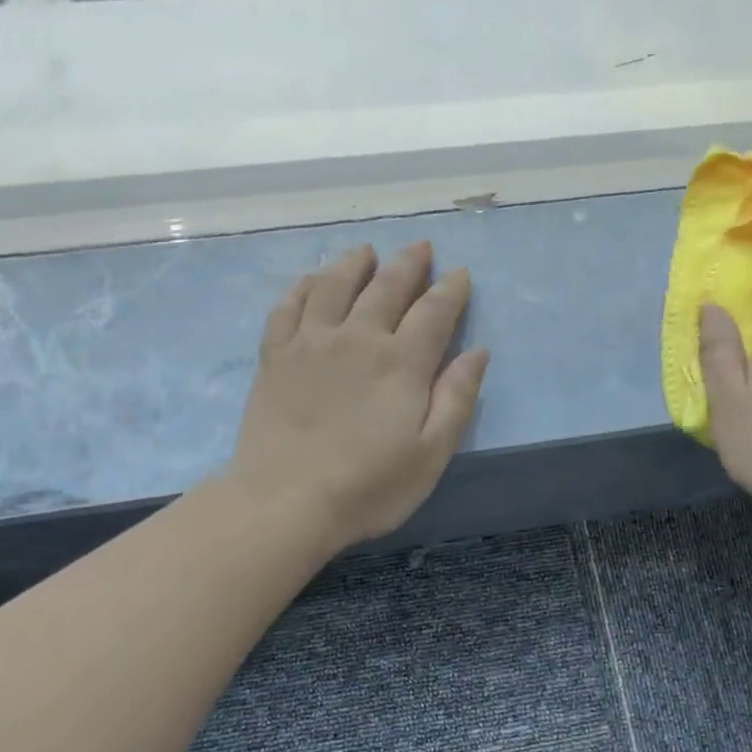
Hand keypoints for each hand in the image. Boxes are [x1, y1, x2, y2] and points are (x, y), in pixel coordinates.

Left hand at [228, 241, 489, 549]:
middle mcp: (357, 338)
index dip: (451, 289)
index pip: (434, 311)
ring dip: (356, 262)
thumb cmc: (368, 487)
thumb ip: (456, 399)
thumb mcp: (430, 454)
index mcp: (401, 362)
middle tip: (421, 248)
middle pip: (387, 285)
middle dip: (409, 263)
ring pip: (335, 283)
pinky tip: (312, 279)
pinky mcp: (275, 355)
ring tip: (367, 252)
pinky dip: (304, 285)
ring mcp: (310, 342)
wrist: (285, 503)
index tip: (460, 274)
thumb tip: (477, 352)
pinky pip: (289, 304)